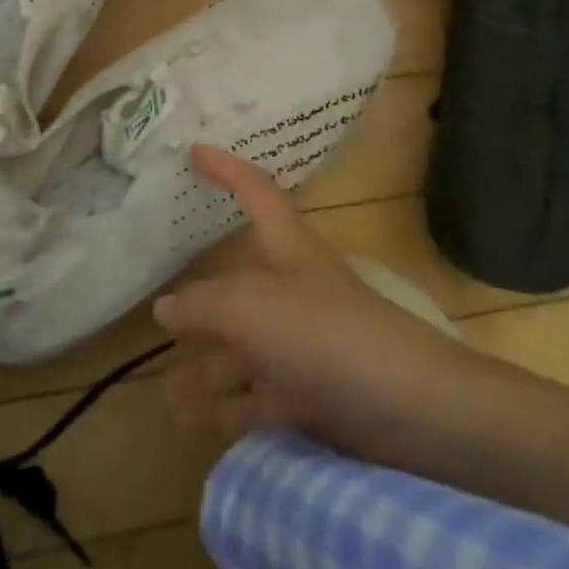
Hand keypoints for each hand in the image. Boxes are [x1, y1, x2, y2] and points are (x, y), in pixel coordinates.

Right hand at [157, 146, 476, 463]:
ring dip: (206, 368)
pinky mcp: (313, 395)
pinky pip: (259, 396)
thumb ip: (203, 305)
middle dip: (200, 301)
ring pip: (244, 348)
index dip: (226, 168)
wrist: (410, 410)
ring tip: (166, 389)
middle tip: (157, 315)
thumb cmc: (325, 333)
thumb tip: (164, 308)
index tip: (194, 150)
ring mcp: (303, 344)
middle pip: (239, 285)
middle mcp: (293, 290)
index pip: (255, 191)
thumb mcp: (250, 308)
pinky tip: (195, 419)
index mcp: (288, 249)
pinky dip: (228, 407)